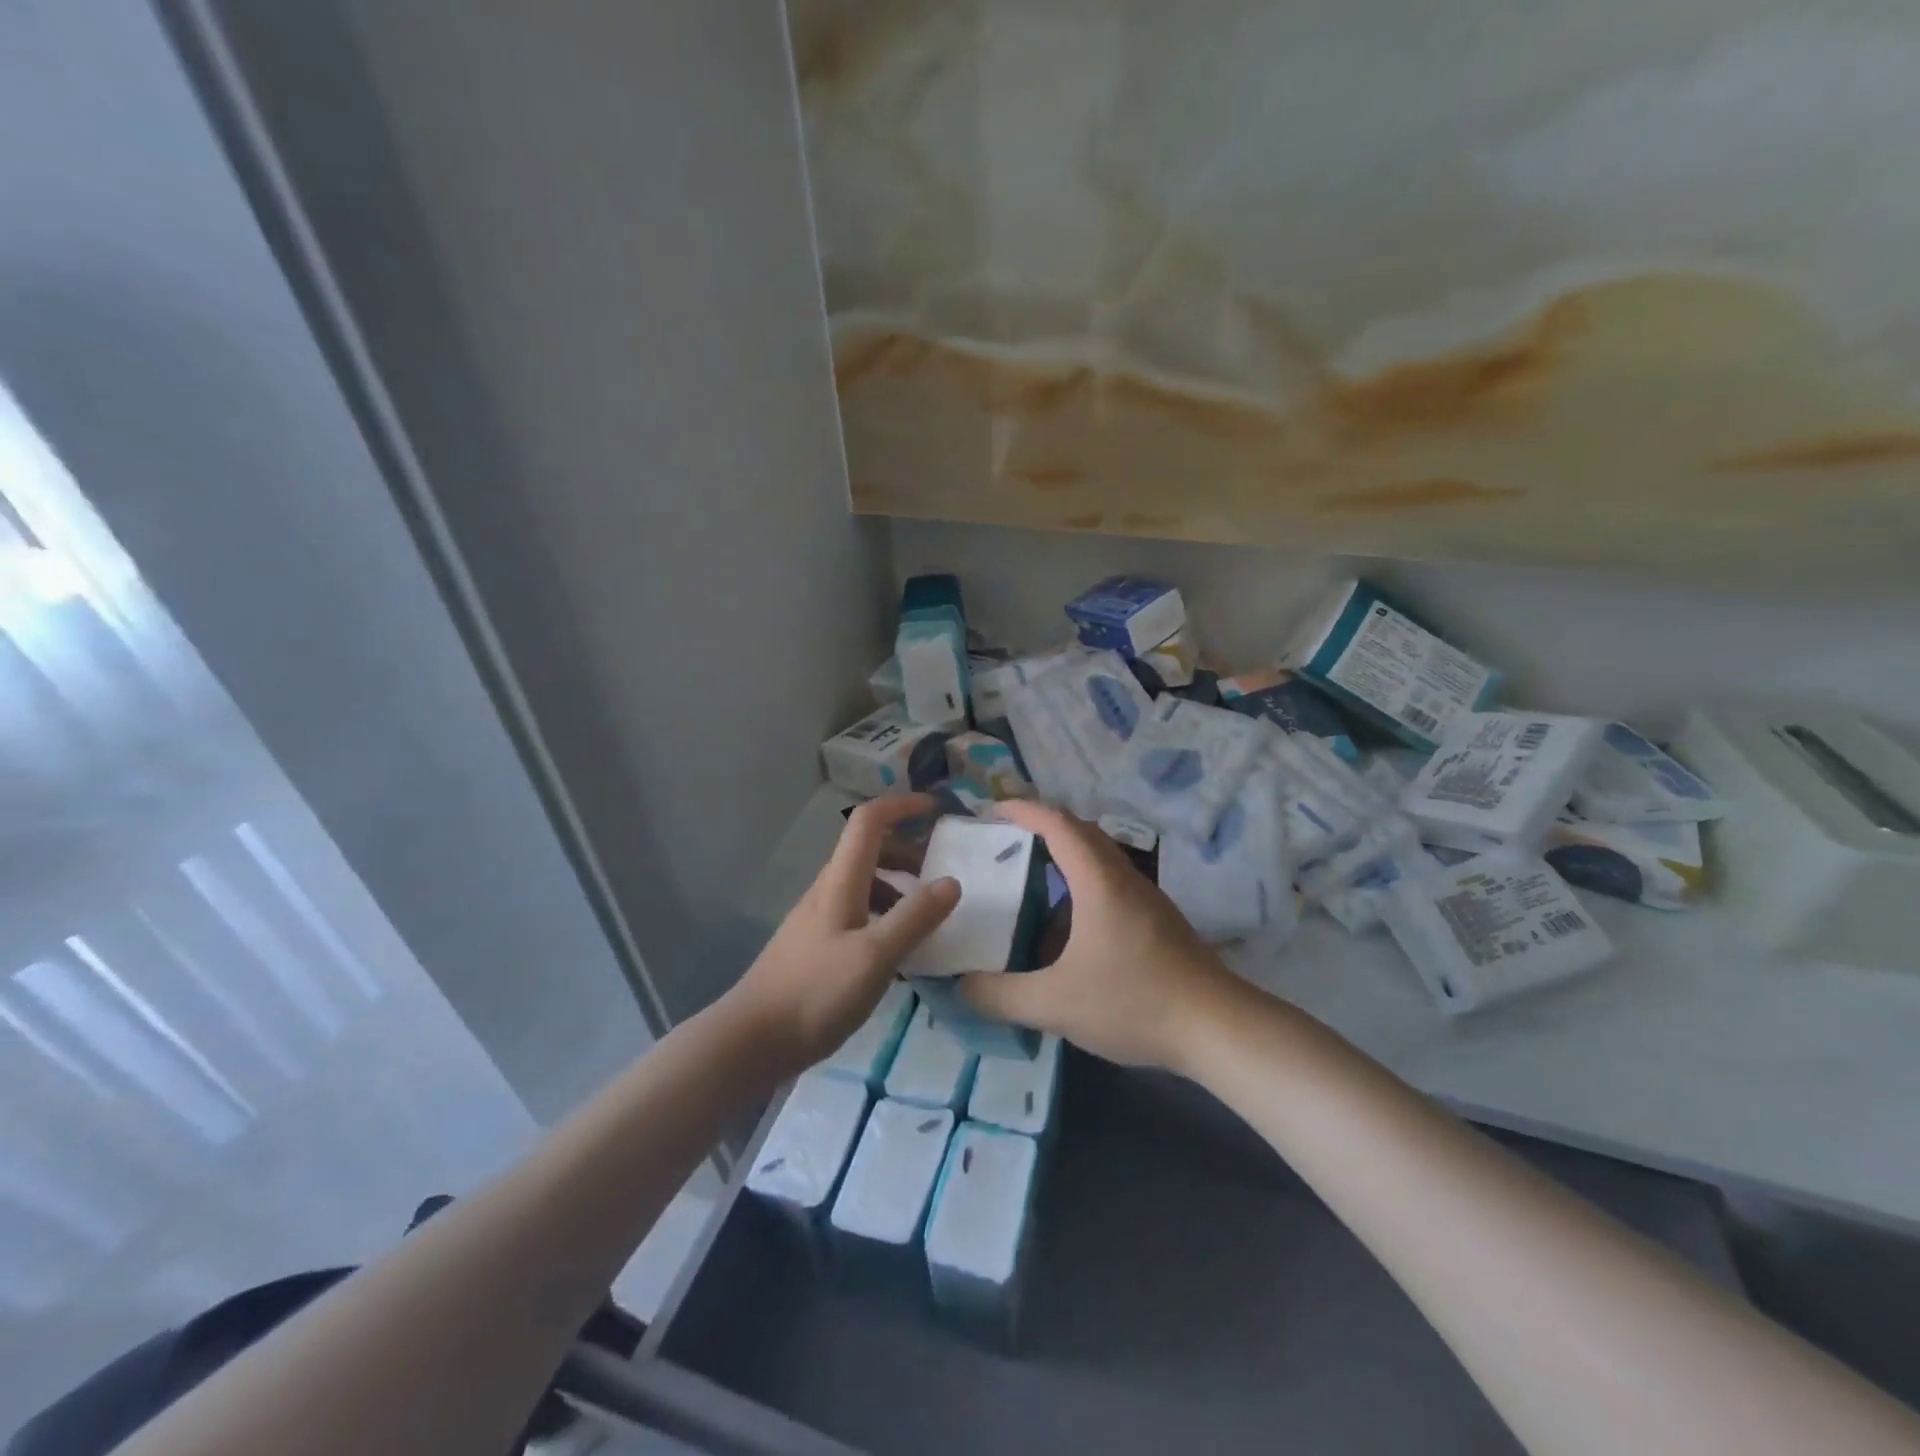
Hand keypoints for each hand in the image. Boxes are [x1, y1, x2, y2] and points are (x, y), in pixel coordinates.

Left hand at [727, 794, 959, 1073]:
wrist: (753, 1040)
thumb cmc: (816, 992)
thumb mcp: (876, 956)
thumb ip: (915, 917)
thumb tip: (951, 881)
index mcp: (841, 882)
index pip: (869, 822)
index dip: (902, 807)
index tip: (937, 810)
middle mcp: (828, 891)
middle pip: (870, 852)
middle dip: (909, 855)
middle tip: (941, 879)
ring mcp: (819, 919)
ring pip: (865, 886)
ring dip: (899, 890)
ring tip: (927, 921)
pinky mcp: (817, 947)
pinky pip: (858, 915)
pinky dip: (885, 919)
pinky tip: (900, 956)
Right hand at [960, 801, 1236, 1070]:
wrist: (1217, 1028)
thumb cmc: (1134, 1002)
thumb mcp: (1055, 1004)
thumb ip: (1001, 996)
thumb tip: (961, 985)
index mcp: (1098, 881)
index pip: (1057, 824)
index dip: (1023, 810)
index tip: (991, 810)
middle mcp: (1123, 878)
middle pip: (1080, 832)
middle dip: (1041, 828)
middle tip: (1005, 843)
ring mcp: (1146, 899)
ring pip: (1099, 859)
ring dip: (1064, 858)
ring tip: (1029, 883)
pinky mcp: (1159, 922)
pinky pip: (1112, 885)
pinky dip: (1082, 887)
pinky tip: (1069, 930)